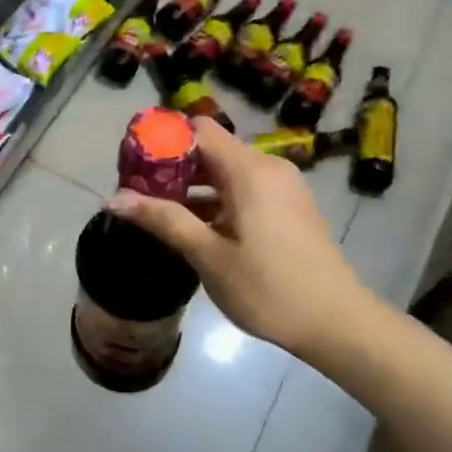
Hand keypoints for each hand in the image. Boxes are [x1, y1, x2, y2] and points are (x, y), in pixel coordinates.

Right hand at [108, 117, 365, 354]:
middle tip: (141, 194)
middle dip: (175, 167)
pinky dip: (220, 198)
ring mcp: (284, 186)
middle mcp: (268, 167)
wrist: (338, 323)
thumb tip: (113, 199)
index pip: (199, 129)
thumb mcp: (209, 256)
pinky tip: (201, 228)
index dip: (165, 140)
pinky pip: (247, 188)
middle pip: (212, 149)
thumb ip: (163, 220)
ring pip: (229, 171)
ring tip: (164, 214)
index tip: (136, 165)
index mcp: (249, 170)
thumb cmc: (269, 288)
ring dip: (196, 186)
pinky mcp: (292, 205)